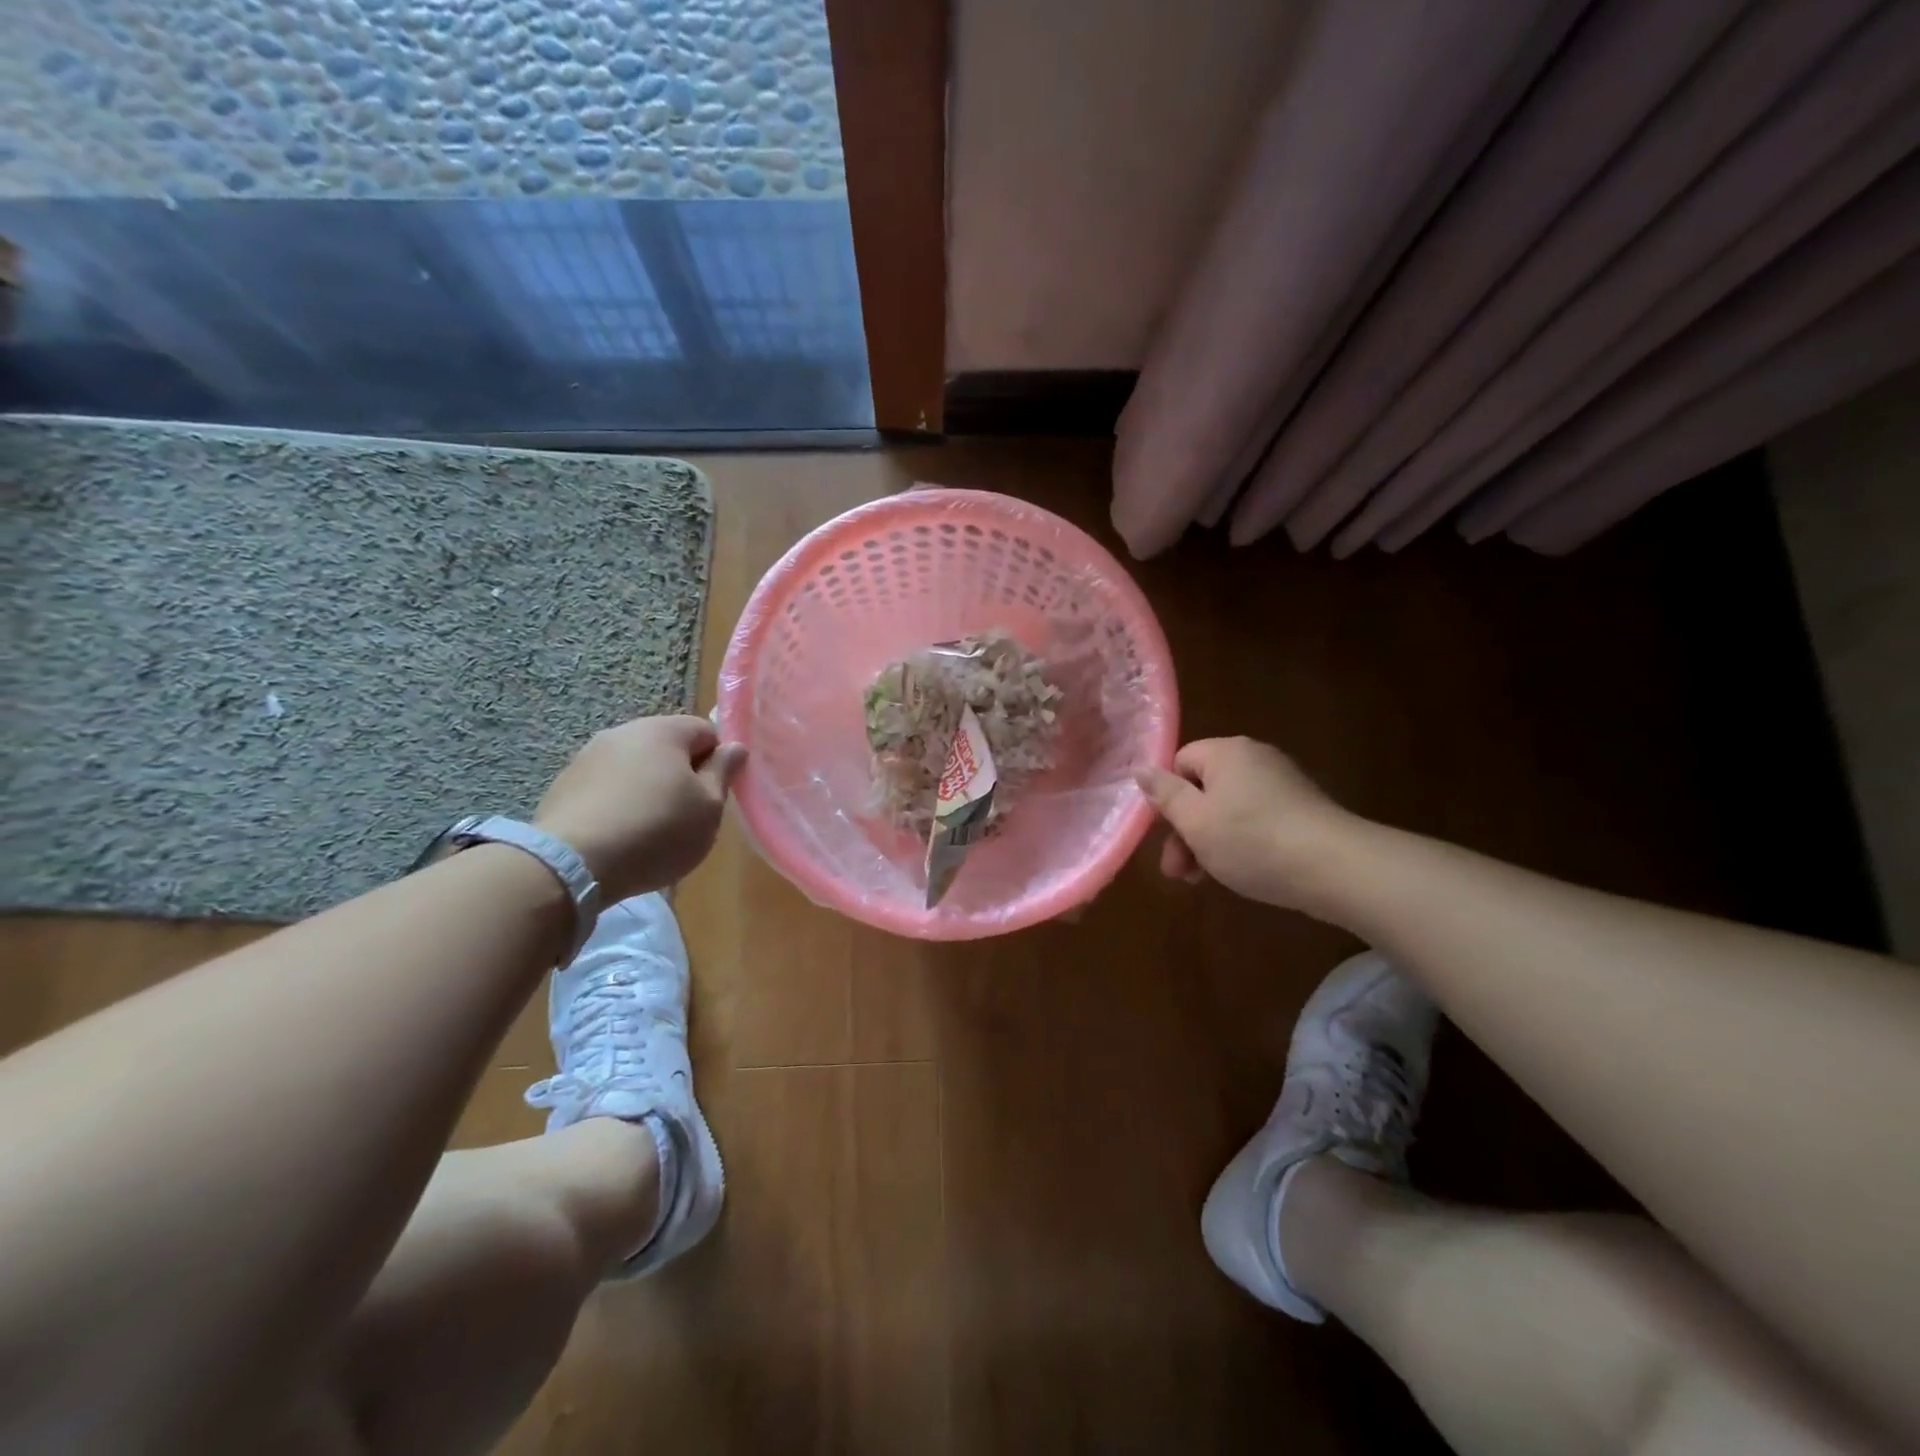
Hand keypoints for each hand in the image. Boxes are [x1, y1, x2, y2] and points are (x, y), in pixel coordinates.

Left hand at [535, 716, 745, 899]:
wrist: (573, 863)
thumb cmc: (658, 830)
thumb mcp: (708, 807)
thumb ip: (724, 772)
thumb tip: (735, 747)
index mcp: (664, 731)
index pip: (706, 731)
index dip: (718, 761)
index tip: (715, 794)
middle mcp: (624, 732)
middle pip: (667, 747)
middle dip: (681, 774)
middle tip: (687, 814)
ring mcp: (588, 756)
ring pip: (634, 766)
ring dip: (647, 788)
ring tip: (650, 829)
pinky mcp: (564, 785)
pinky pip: (605, 787)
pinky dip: (618, 803)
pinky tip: (619, 835)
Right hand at [1135, 737, 1353, 910]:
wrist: (1335, 867)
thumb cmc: (1251, 840)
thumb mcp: (1194, 821)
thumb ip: (1165, 794)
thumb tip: (1140, 769)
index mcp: (1226, 752)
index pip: (1180, 763)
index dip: (1168, 798)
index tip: (1167, 835)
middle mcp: (1255, 758)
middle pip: (1204, 789)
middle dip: (1186, 831)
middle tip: (1179, 873)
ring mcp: (1283, 783)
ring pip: (1229, 810)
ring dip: (1210, 842)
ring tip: (1206, 880)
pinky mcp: (1303, 810)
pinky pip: (1258, 820)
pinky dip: (1243, 843)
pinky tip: (1244, 872)